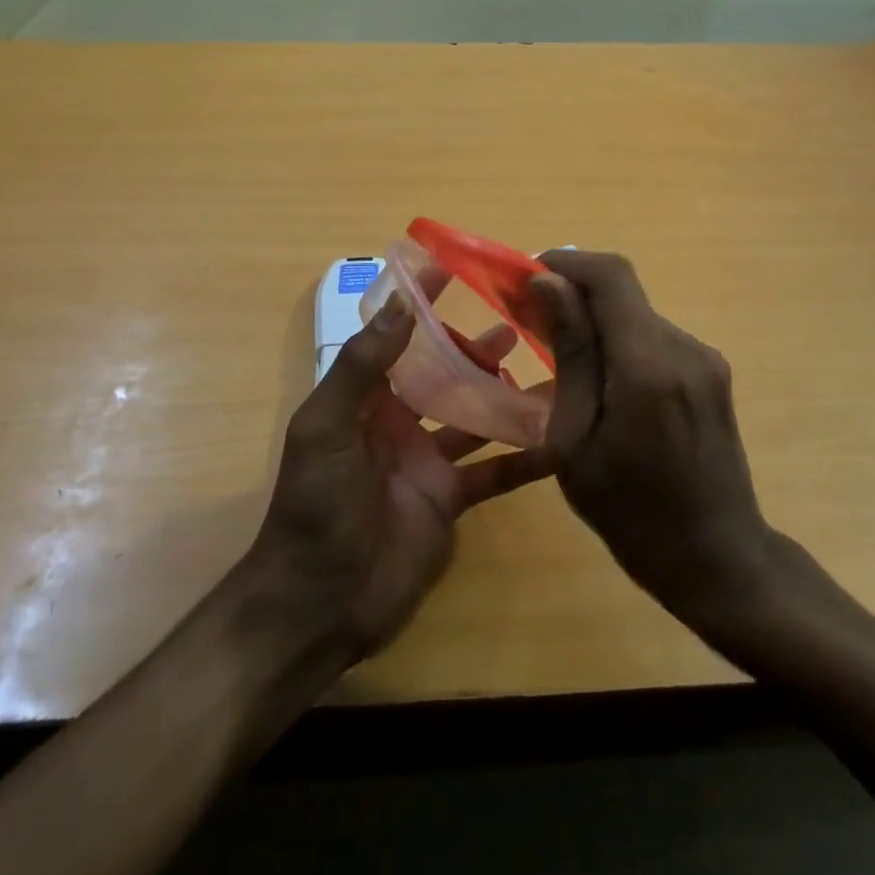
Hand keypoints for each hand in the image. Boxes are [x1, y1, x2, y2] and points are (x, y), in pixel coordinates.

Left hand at [245, 292, 552, 660]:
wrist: (319, 604)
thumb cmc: (316, 506)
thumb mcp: (326, 426)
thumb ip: (362, 365)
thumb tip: (401, 301)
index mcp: (365, 398)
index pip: (396, 337)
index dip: (420, 304)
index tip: (453, 269)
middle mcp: (399, 421)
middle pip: (443, 373)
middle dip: (474, 348)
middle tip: (519, 323)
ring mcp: (428, 461)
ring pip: (474, 416)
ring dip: (504, 393)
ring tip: (548, 367)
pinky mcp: (450, 500)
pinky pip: (493, 472)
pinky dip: (523, 458)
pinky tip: (558, 440)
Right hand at [528, 251, 775, 624]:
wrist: (719, 560)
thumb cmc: (632, 514)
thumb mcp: (577, 441)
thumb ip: (570, 353)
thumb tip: (548, 283)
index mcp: (649, 366)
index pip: (610, 276)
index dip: (565, 263)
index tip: (524, 278)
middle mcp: (685, 347)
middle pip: (622, 292)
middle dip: (573, 293)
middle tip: (529, 321)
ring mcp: (704, 358)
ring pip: (636, 314)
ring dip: (596, 320)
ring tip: (560, 358)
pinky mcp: (711, 371)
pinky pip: (654, 338)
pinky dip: (620, 342)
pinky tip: (601, 382)